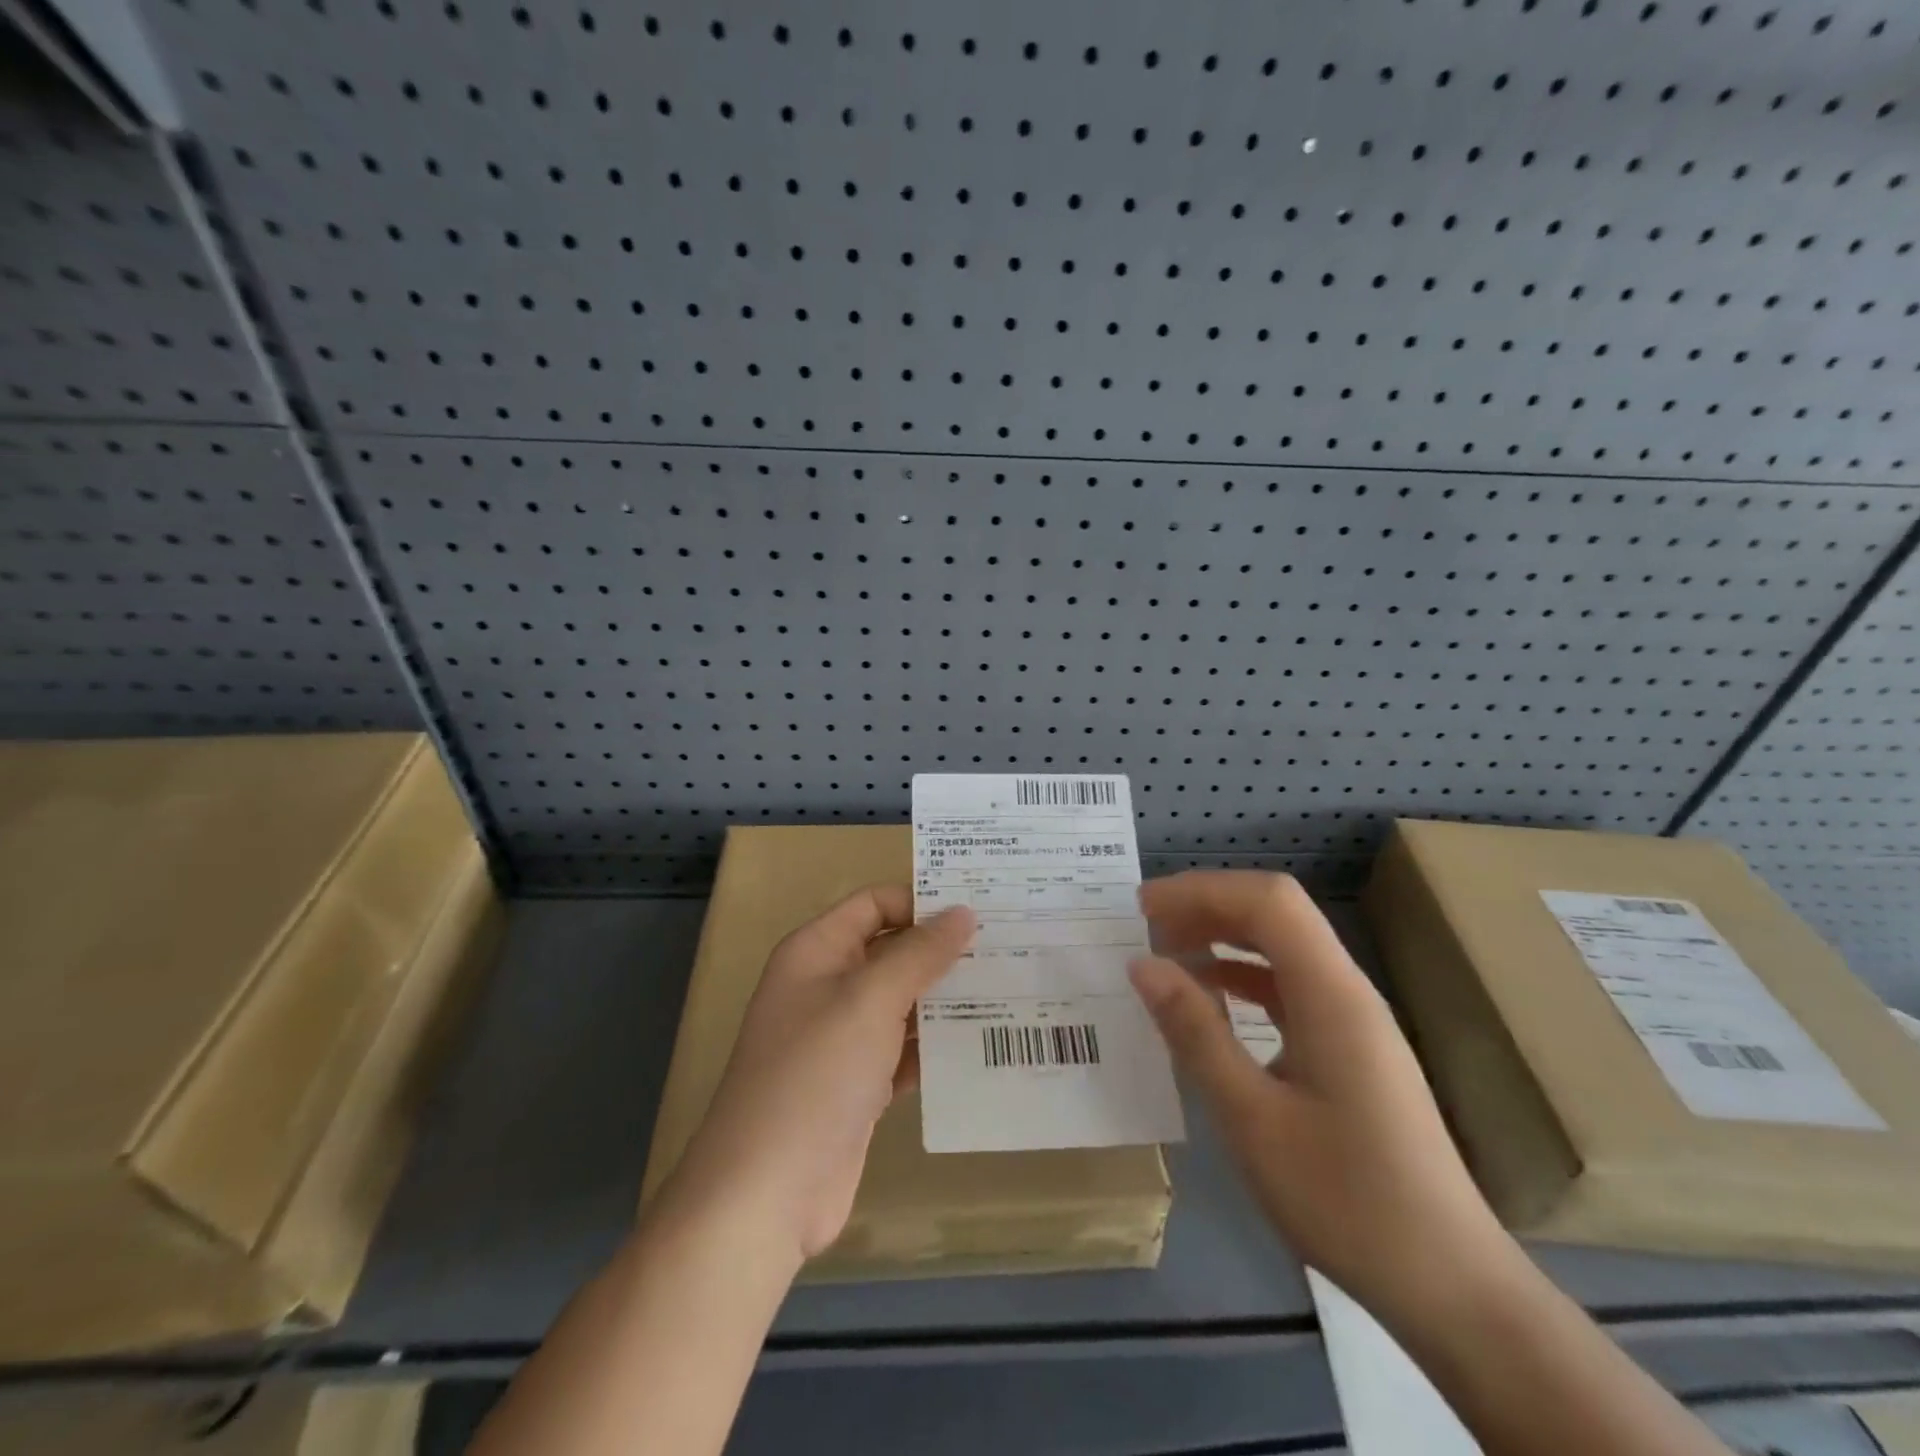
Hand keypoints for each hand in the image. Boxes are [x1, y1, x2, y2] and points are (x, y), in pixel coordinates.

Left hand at [666, 886, 975, 1266]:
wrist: (767, 1194)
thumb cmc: (815, 1075)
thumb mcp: (870, 1000)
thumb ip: (919, 953)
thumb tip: (963, 911)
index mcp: (816, 951)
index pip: (875, 905)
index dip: (921, 902)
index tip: (979, 911)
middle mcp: (827, 987)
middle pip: (892, 952)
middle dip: (943, 951)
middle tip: (1008, 947)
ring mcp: (842, 1039)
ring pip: (902, 1002)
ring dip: (946, 999)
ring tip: (1010, 991)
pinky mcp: (858, 1084)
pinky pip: (904, 1050)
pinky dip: (936, 1047)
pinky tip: (982, 1046)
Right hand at [1130, 871, 1510, 1320]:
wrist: (1450, 1286)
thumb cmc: (1346, 1200)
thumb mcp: (1251, 1118)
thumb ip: (1195, 1032)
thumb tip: (1142, 965)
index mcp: (1331, 996)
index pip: (1268, 902)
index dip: (1202, 890)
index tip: (1143, 908)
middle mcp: (1347, 992)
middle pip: (1277, 914)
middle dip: (1209, 905)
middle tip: (1147, 924)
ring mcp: (1353, 1020)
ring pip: (1283, 948)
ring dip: (1225, 938)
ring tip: (1168, 952)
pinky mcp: (1351, 1049)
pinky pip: (1291, 987)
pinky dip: (1244, 977)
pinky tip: (1210, 999)